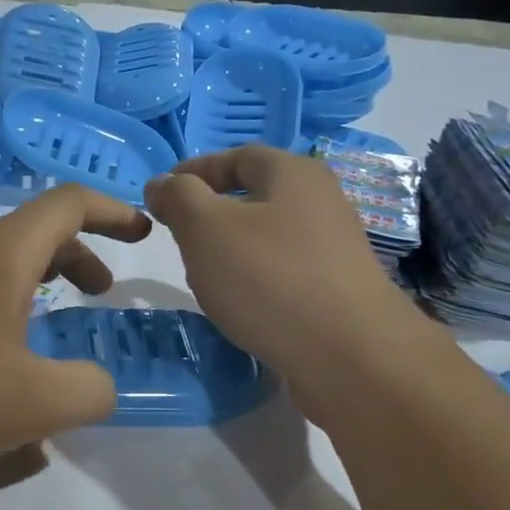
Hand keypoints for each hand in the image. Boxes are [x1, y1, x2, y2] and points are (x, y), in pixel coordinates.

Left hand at [0, 187, 150, 473]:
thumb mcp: (35, 401)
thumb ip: (90, 391)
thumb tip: (100, 386)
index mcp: (2, 254)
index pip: (68, 204)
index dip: (113, 211)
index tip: (142, 231)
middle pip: (33, 233)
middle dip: (78, 256)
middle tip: (100, 294)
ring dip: (34, 285)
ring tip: (48, 328)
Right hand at [145, 145, 428, 425]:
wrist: (347, 354)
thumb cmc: (269, 278)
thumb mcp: (206, 229)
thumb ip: (179, 199)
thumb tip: (162, 183)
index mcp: (293, 174)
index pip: (238, 156)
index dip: (196, 170)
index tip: (163, 194)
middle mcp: (321, 202)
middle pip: (258, 196)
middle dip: (213, 212)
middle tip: (180, 237)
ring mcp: (334, 249)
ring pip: (271, 237)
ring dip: (234, 250)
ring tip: (206, 276)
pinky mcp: (337, 292)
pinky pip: (285, 273)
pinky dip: (257, 281)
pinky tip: (242, 307)